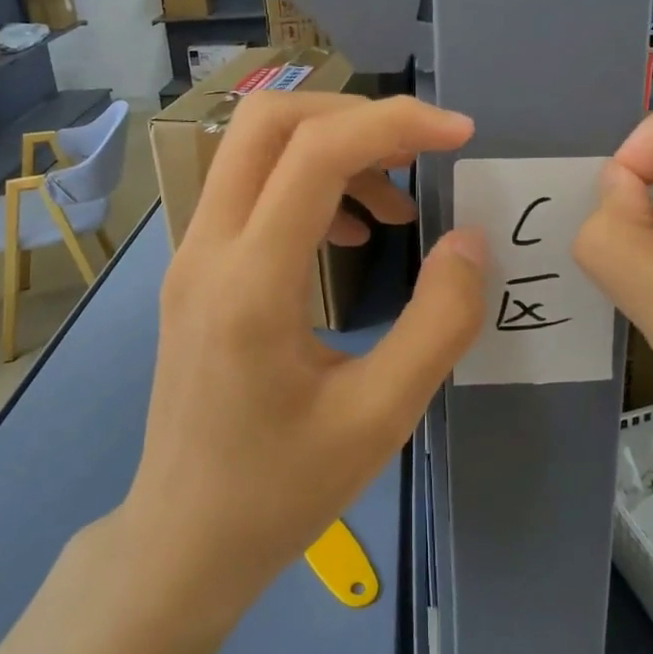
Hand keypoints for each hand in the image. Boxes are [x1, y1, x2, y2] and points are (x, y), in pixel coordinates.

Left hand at [121, 92, 486, 626]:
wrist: (184, 538)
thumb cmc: (281, 490)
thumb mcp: (382, 417)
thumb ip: (439, 322)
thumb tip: (468, 241)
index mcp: (250, 284)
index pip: (315, 153)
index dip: (395, 123)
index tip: (459, 134)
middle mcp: (207, 250)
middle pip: (268, 122)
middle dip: (354, 114)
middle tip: (420, 149)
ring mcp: (190, 256)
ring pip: (252, 149)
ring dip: (331, 149)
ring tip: (395, 203)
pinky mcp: (195, 271)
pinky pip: (248, 189)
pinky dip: (306, 183)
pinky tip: (349, 232)